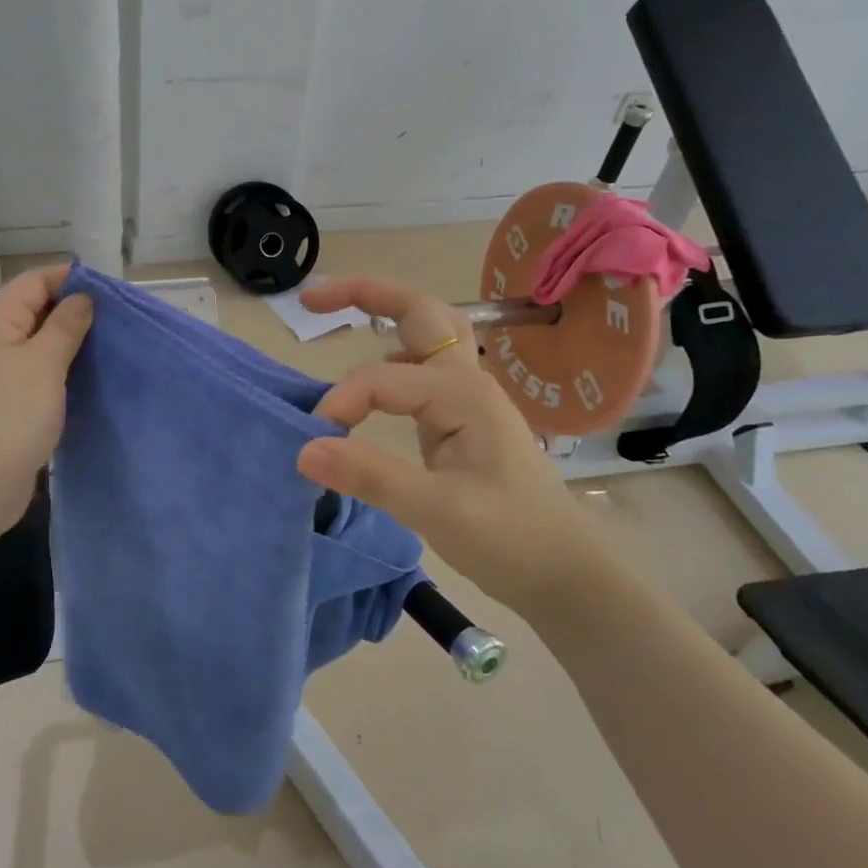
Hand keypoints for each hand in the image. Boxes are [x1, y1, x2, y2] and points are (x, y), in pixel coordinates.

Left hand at [0, 265, 93, 530]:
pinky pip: (35, 377)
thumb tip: (80, 298)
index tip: (111, 291)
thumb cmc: (9, 415)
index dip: (70, 279)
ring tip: (109, 350)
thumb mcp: (44, 363)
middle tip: (118, 322)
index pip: (34, 281)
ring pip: (36, 346)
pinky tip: (86, 383)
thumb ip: (65, 326)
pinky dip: (59, 374)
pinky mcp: (2, 406)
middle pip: (34, 311)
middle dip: (74, 312)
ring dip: (69, 346)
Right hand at [295, 276, 608, 613]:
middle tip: (312, 301)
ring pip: (426, 335)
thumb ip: (369, 475)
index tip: (316, 443)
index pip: (382, 379)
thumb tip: (304, 449)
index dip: (342, 402)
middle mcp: (465, 382)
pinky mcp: (459, 421)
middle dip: (366, 294)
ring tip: (337, 316)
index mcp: (463, 394)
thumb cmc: (511, 538)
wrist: (564, 574)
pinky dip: (390, 360)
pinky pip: (421, 372)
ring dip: (385, 315)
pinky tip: (370, 387)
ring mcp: (464, 399)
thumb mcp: (437, 510)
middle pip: (419, 312)